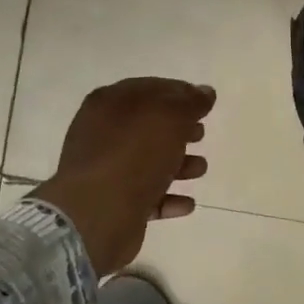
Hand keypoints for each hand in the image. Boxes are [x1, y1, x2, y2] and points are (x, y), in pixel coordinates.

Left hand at [30, 78, 214, 274]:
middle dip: (179, 130)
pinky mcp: (112, 203)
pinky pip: (146, 196)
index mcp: (110, 104)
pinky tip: (188, 203)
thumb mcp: (169, 118)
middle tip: (201, 134)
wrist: (98, 213)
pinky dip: (168, 197)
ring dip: (179, 164)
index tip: (205, 104)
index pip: (150, 89)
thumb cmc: (134, 155)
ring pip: (148, 161)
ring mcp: (105, 169)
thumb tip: (205, 92)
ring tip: (201, 169)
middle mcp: (102, 133)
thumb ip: (190, 103)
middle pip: (149, 126)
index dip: (180, 93)